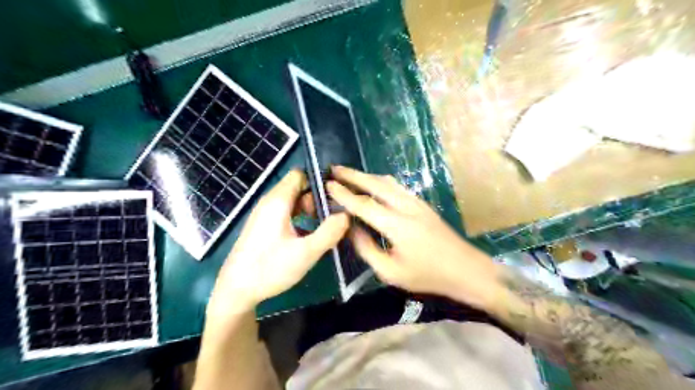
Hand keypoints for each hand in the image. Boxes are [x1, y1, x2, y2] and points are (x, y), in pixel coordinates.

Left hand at [206, 171, 346, 316]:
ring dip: (309, 211)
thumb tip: (347, 214)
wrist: (235, 291)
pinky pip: (285, 214)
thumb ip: (329, 232)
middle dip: (316, 200)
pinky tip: (307, 237)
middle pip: (298, 188)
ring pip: (292, 202)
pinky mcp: (262, 227)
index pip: (300, 175)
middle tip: (331, 219)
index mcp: (278, 201)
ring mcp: (264, 215)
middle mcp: (269, 202)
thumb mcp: (306, 252)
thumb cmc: (270, 269)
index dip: (319, 182)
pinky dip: (299, 219)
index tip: (335, 198)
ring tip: (323, 229)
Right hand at [329, 166, 502, 308]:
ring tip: (349, 174)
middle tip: (334, 169)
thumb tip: (351, 230)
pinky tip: (374, 184)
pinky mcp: (422, 204)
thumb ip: (367, 249)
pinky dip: (381, 182)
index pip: (364, 204)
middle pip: (376, 184)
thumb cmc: (427, 276)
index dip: (344, 194)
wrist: (466, 269)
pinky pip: (397, 187)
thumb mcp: (391, 272)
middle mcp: (406, 207)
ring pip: (387, 182)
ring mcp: (417, 202)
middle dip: (353, 175)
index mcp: (397, 225)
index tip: (327, 185)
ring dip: (367, 176)